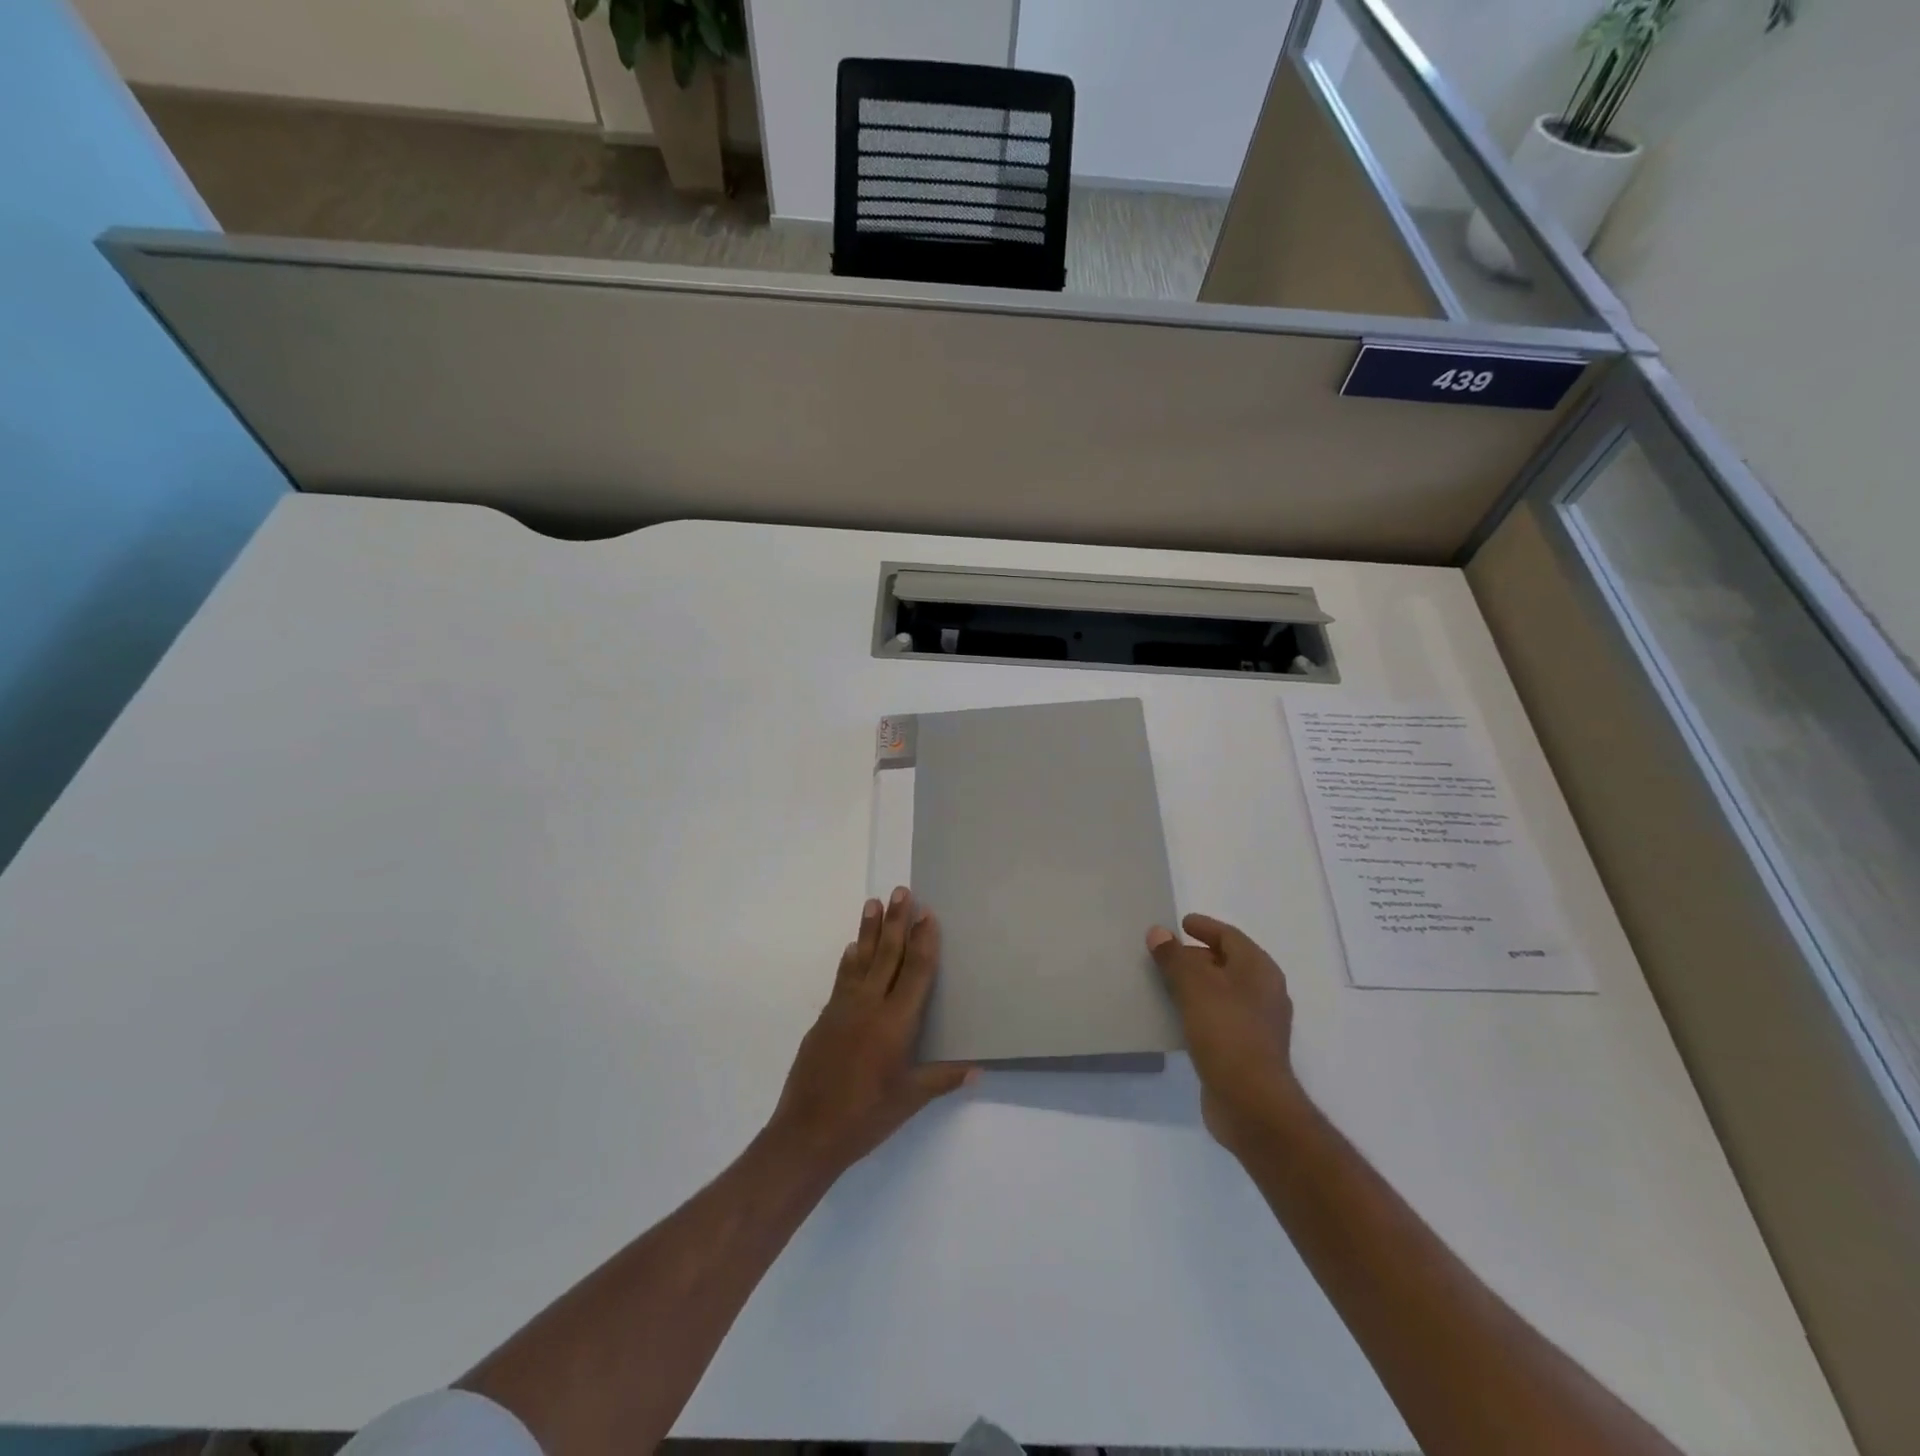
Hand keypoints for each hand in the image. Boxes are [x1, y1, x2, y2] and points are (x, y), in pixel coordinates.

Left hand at [766, 888, 975, 1180]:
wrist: (807, 1132)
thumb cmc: (865, 1117)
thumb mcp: (909, 1100)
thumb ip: (942, 1079)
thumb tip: (978, 1069)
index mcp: (896, 1023)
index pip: (915, 972)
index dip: (924, 941)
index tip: (928, 913)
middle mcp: (870, 1006)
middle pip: (888, 955)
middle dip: (897, 921)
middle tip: (901, 891)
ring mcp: (843, 1010)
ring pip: (862, 960)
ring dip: (870, 930)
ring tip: (874, 902)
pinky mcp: (824, 1019)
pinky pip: (842, 980)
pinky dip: (850, 960)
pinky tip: (853, 947)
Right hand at [1147, 914, 1300, 1154]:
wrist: (1251, 1103)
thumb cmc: (1227, 1033)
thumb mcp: (1195, 987)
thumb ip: (1175, 957)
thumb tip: (1159, 932)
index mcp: (1259, 971)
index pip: (1230, 936)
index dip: (1205, 927)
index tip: (1180, 923)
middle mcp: (1264, 993)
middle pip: (1227, 963)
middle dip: (1197, 956)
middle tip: (1165, 954)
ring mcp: (1257, 1024)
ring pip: (1221, 992)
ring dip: (1195, 985)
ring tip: (1164, 982)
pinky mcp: (1245, 1051)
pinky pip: (1217, 1018)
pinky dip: (1197, 1010)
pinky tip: (1175, 1017)